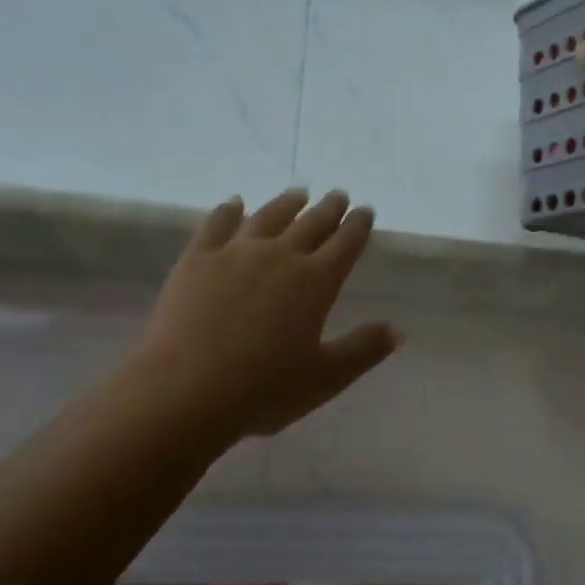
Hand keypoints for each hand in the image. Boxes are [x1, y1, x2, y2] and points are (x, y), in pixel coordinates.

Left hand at [134, 189, 400, 439]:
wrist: (186, 390)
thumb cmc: (263, 390)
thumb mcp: (325, 378)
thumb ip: (363, 350)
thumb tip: (398, 329)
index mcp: (315, 282)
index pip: (345, 243)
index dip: (358, 226)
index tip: (365, 210)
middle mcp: (280, 256)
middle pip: (311, 223)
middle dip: (329, 208)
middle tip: (339, 195)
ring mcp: (236, 252)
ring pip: (269, 216)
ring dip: (287, 203)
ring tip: (299, 193)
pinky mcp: (198, 258)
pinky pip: (218, 223)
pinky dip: (229, 210)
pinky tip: (235, 203)